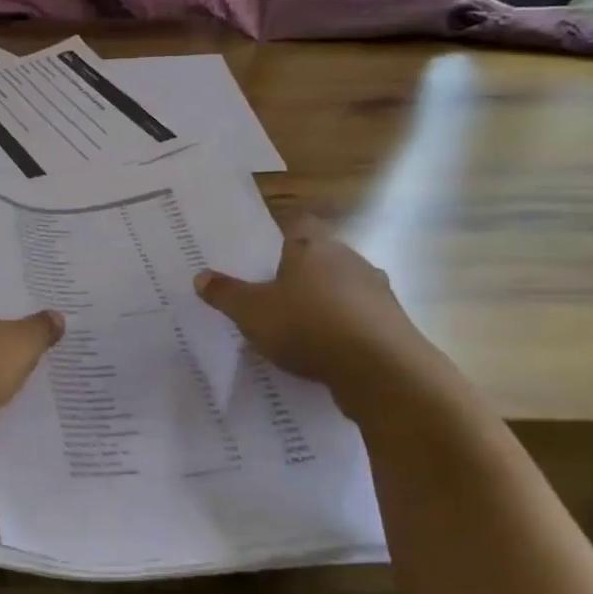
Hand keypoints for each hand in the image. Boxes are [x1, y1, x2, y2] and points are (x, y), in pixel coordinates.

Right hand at [195, 219, 439, 404]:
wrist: (380, 369)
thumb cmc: (307, 326)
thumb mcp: (251, 312)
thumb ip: (225, 294)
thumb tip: (200, 276)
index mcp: (313, 246)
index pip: (298, 223)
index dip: (280, 237)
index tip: (263, 258)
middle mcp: (349, 259)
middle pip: (320, 256)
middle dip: (299, 274)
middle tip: (272, 297)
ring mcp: (376, 290)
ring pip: (342, 288)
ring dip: (323, 303)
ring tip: (297, 330)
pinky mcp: (391, 322)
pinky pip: (358, 318)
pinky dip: (342, 330)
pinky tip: (325, 353)